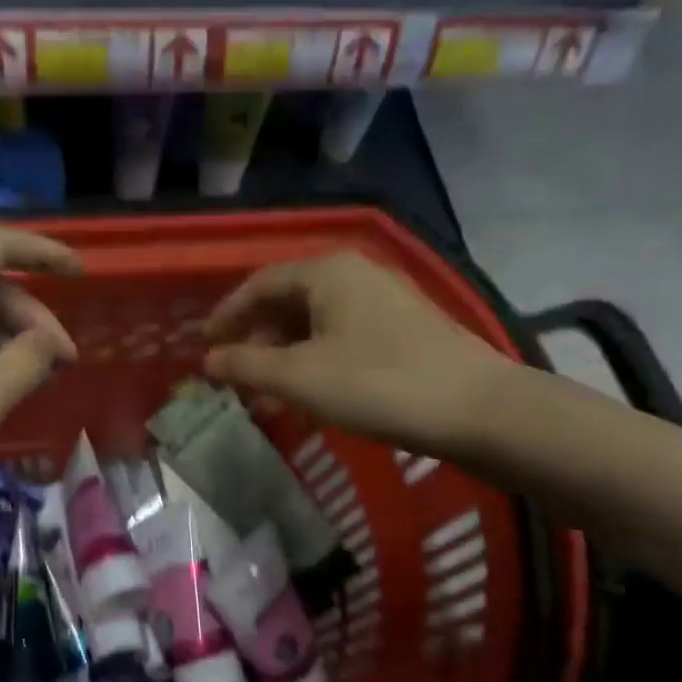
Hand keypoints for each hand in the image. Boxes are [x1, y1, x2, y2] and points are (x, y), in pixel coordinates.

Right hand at [202, 251, 513, 452]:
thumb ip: (246, 365)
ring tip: (264, 391)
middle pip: (288, 300)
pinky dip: (314, 360)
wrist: (478, 410)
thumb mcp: (299, 377)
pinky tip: (309, 394)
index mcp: (326, 272)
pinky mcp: (404, 329)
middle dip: (255, 337)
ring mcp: (384, 300)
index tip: (203, 344)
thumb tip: (208, 360)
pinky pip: (342, 336)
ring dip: (284, 354)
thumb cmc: (377, 384)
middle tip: (231, 371)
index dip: (226, 314)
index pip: (259, 284)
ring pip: (315, 322)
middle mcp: (355, 274)